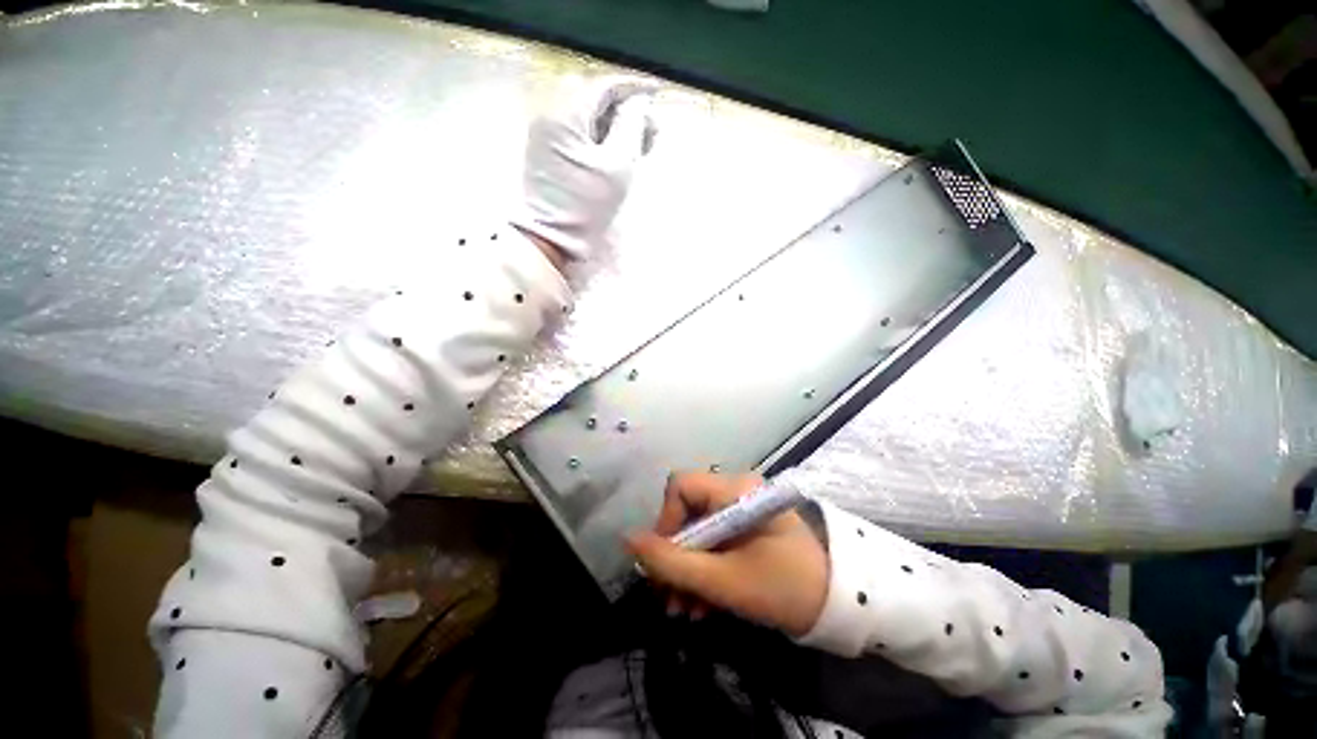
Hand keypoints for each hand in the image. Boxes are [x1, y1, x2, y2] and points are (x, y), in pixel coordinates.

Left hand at [513, 76, 656, 262]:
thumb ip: (631, 127)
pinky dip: (600, 135)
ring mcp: (546, 133)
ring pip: (586, 115)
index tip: (658, 93)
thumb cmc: (586, 207)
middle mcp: (550, 114)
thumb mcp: (618, 167)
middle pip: (594, 97)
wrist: (552, 238)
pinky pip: (578, 131)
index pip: (603, 85)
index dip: (634, 87)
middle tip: (650, 129)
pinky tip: (618, 151)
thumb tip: (638, 104)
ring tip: (640, 144)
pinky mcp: (547, 152)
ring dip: (614, 123)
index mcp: (565, 114)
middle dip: (626, 107)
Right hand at [625, 472, 829, 636]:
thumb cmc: (784, 588)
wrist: (839, 606)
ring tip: (684, 612)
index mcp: (735, 490)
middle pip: (687, 512)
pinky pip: (714, 541)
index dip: (666, 522)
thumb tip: (626, 539)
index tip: (664, 564)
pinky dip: (704, 570)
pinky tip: (701, 606)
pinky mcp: (746, 528)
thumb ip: (671, 562)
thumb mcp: (723, 581)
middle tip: (668, 600)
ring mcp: (741, 510)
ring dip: (686, 570)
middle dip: (674, 557)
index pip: (681, 486)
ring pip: (698, 531)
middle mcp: (736, 491)